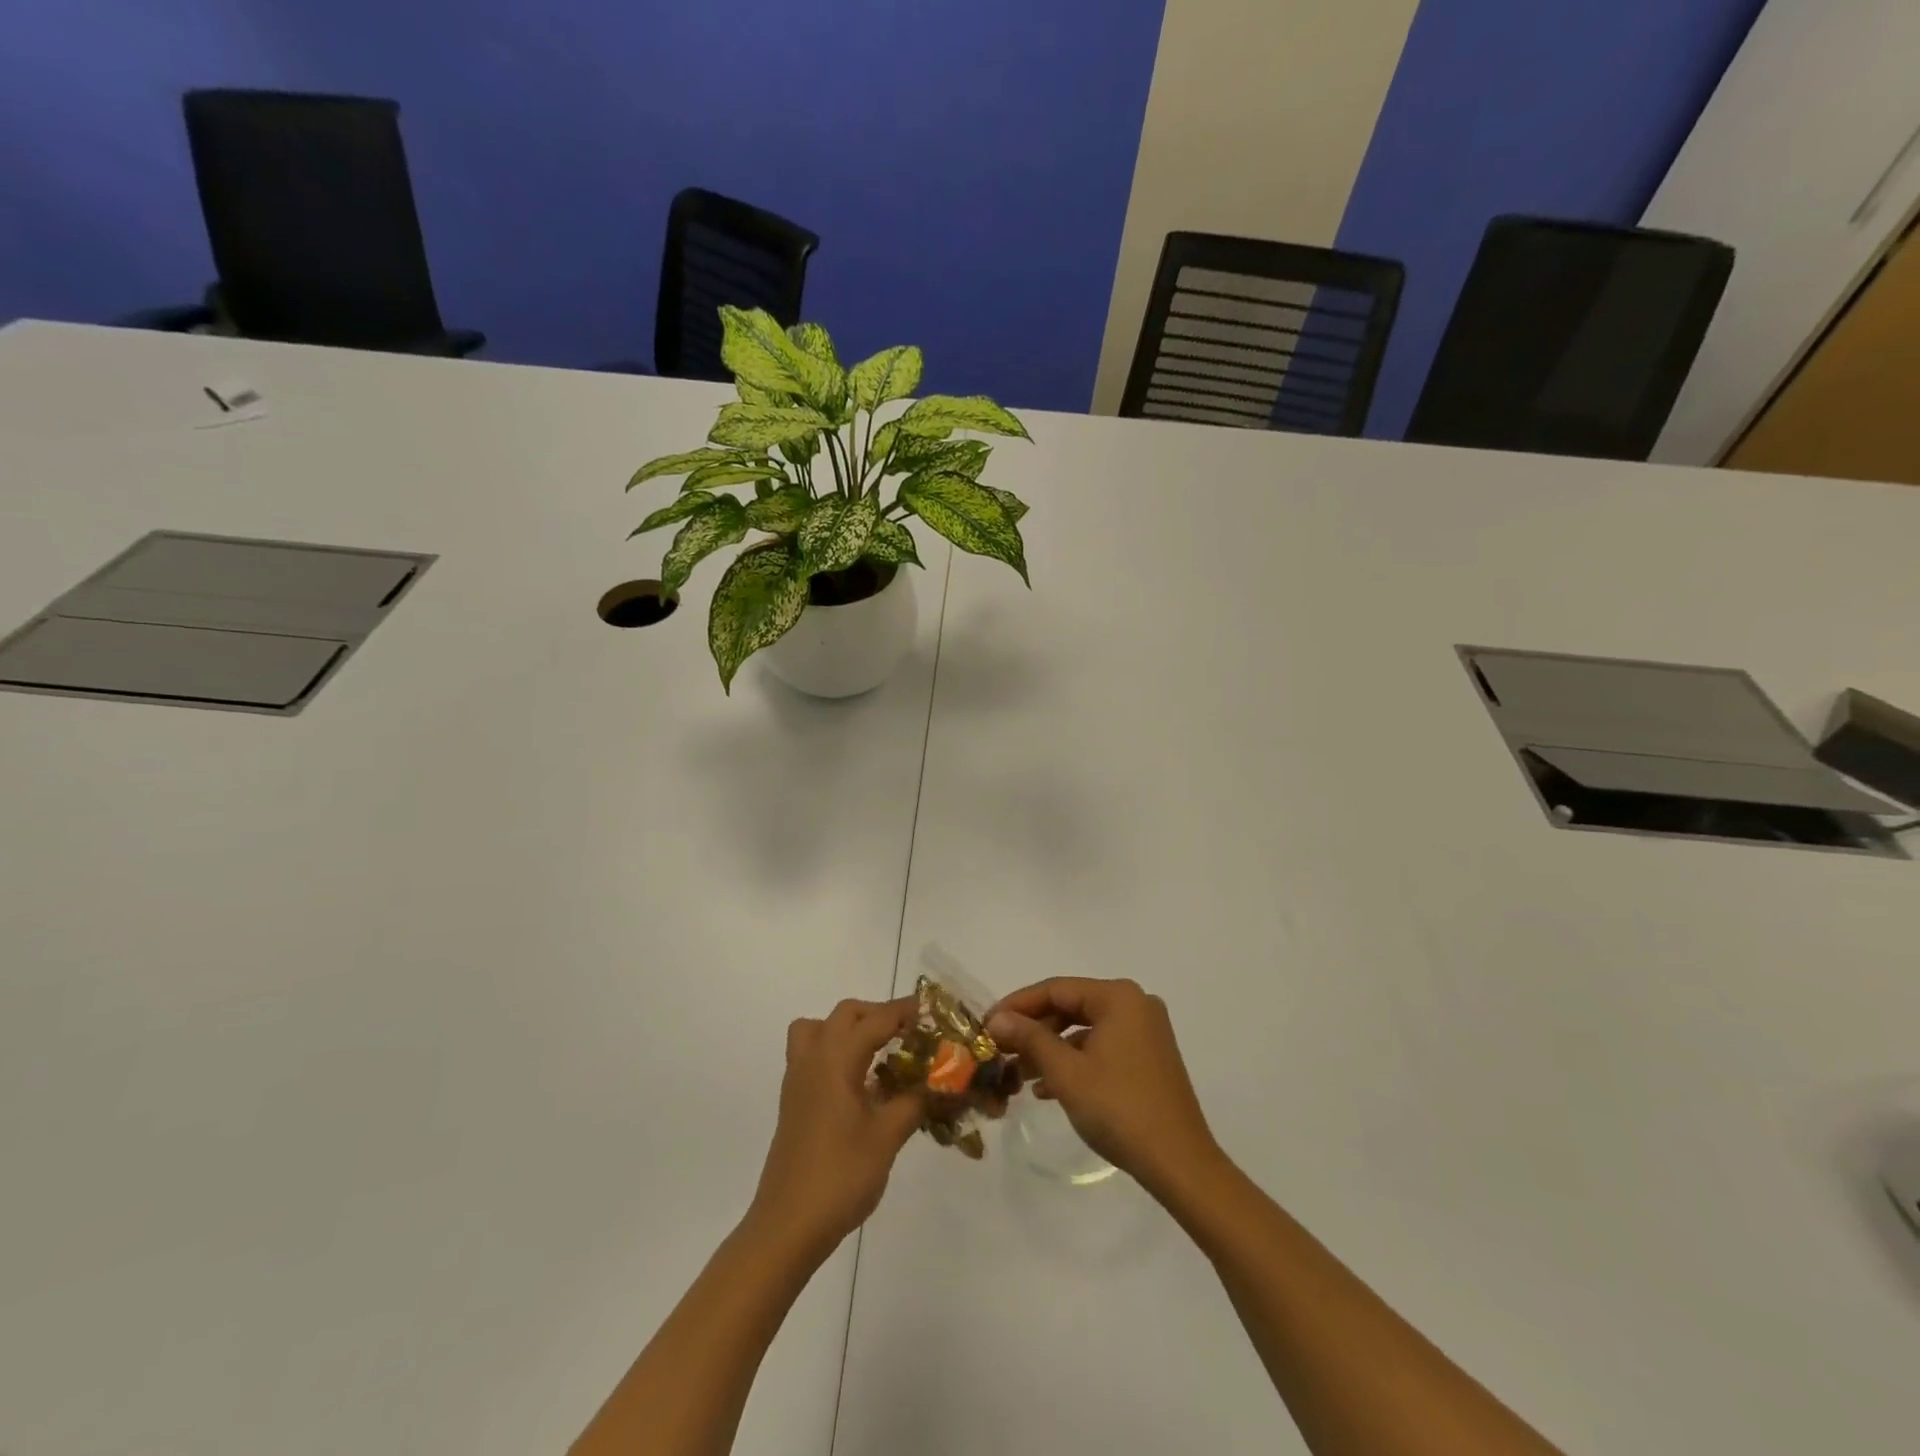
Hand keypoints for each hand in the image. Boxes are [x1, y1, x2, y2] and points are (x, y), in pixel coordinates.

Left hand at [745, 997, 925, 1261]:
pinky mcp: (794, 1102)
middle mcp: (813, 1059)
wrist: (787, 1226)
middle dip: (878, 1014)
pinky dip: (836, 1052)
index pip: (875, 1019)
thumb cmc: (840, 1176)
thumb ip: (915, 1101)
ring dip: (849, 1029)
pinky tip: (860, 1085)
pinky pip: (812, 1055)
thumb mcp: (887, 1136)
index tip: (932, 1010)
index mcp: (836, 1059)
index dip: (904, 1011)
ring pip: (819, 1029)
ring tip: (878, 1052)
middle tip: (908, 1033)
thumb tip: (940, 1082)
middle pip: (845, 1014)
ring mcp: (798, 1080)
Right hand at [987, 978, 1220, 1199]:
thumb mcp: (1066, 1072)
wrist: (1179, 1164)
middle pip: (1071, 1007)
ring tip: (1019, 1074)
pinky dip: (1074, 1061)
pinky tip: (1048, 1087)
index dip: (1018, 1005)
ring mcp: (1145, 1031)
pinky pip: (1101, 1047)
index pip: (1056, 989)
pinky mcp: (1149, 1057)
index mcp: (1119, 997)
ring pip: (1084, 1029)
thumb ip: (1029, 1038)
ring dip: (1051, 1049)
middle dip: (1034, 1030)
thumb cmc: (1119, 1109)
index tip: (987, 1024)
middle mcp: (1135, 1004)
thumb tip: (997, 1018)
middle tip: (1001, 1050)